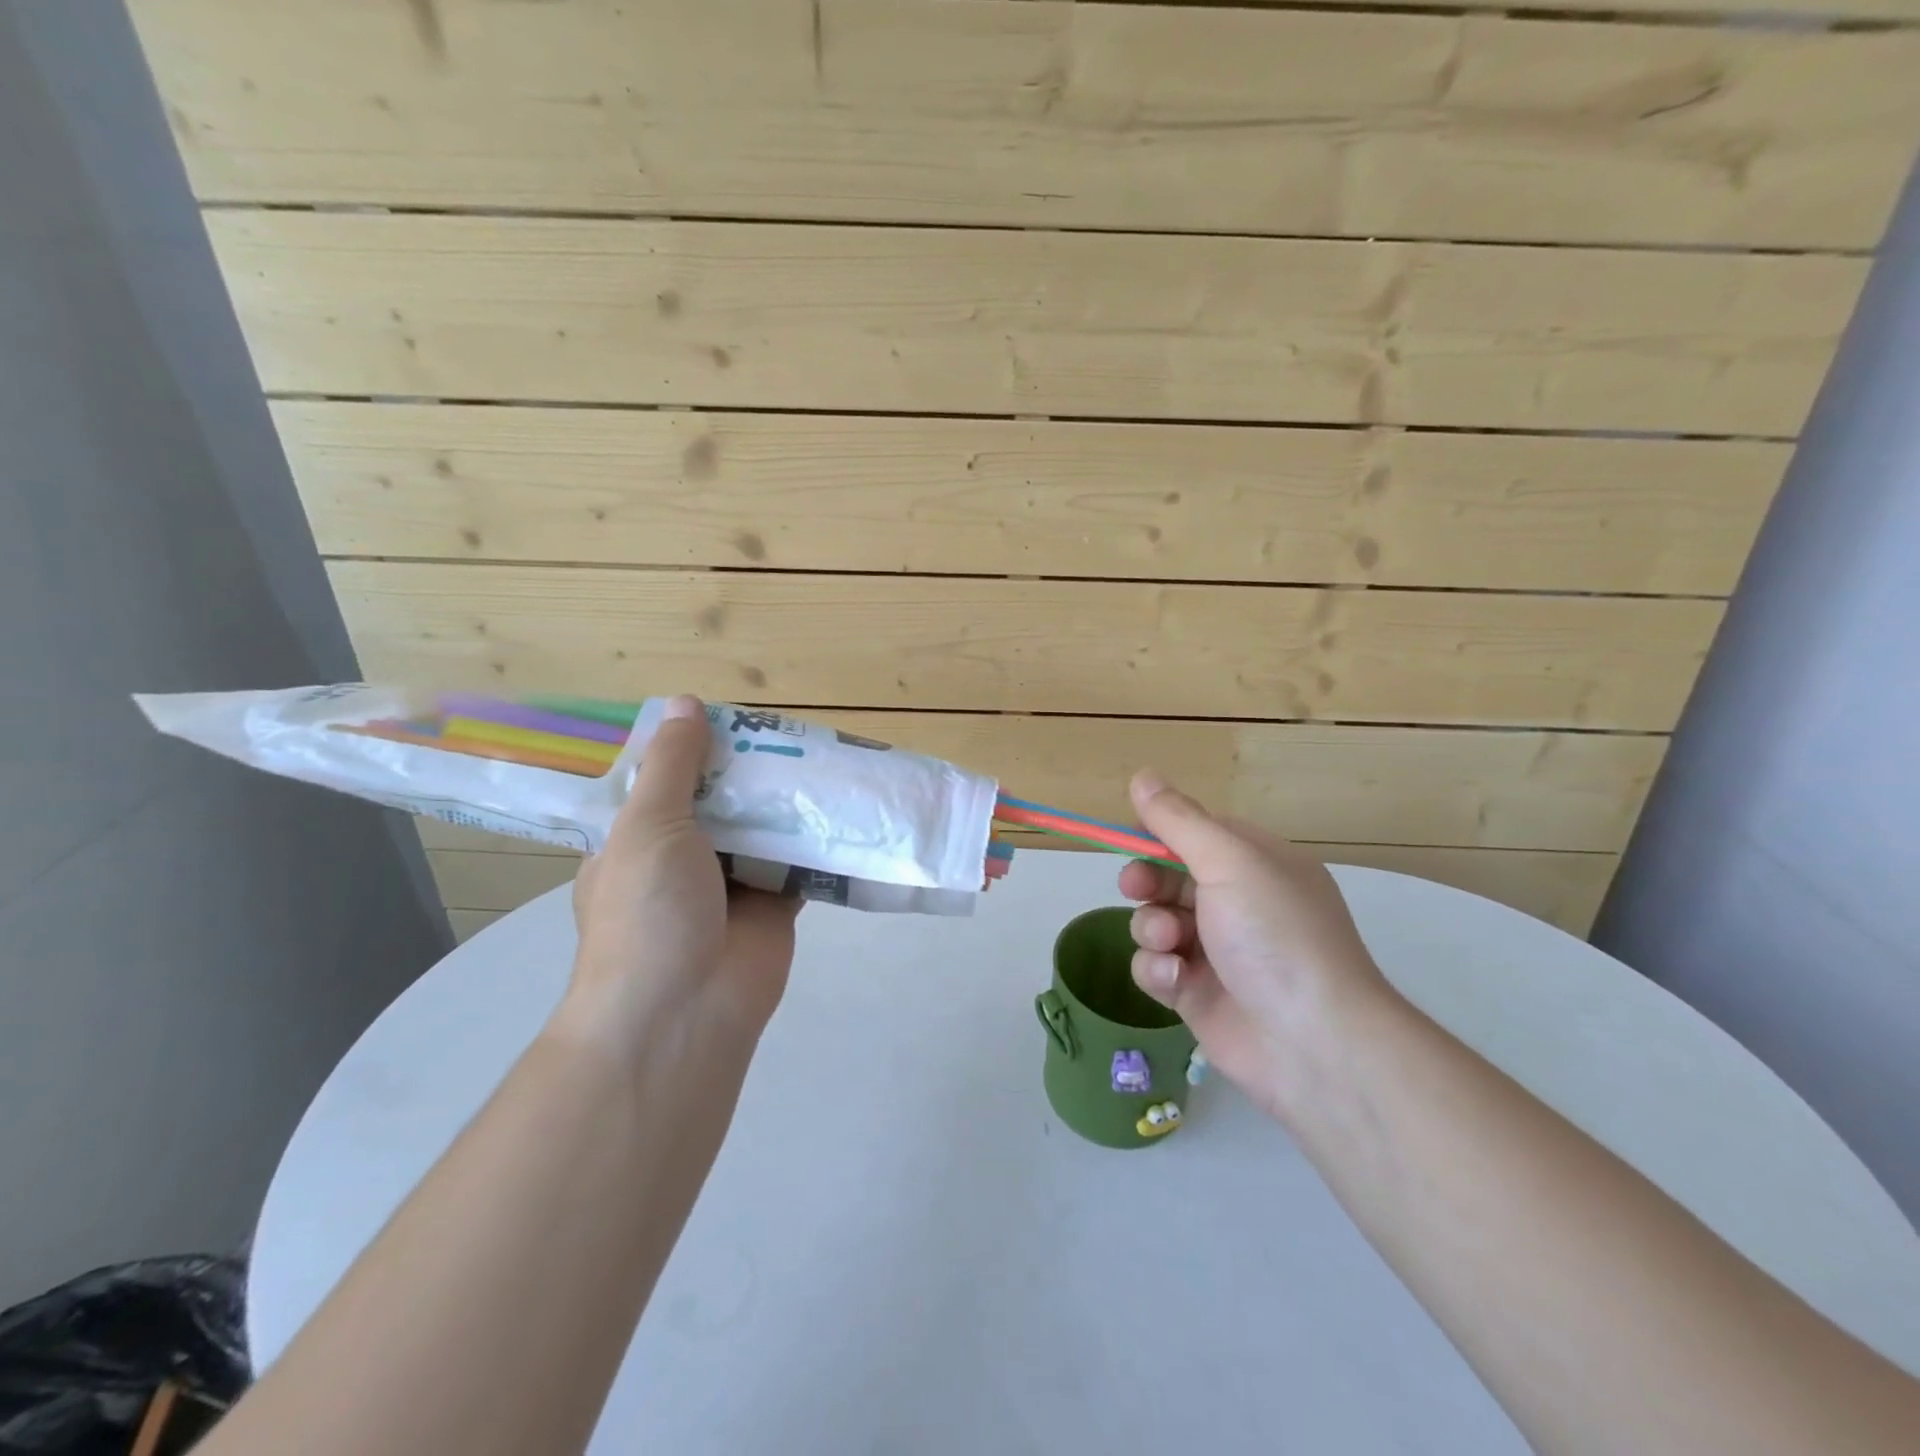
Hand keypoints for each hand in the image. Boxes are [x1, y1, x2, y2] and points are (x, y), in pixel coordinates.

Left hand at [557, 695, 800, 1062]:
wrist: (684, 1011)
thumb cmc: (648, 911)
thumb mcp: (647, 825)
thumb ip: (673, 766)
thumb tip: (683, 702)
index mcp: (639, 839)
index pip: (667, 781)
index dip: (697, 748)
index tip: (733, 717)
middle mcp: (684, 858)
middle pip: (723, 801)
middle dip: (752, 771)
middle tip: (793, 731)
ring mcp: (732, 883)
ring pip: (764, 828)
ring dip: (788, 801)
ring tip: (825, 755)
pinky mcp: (775, 904)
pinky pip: (799, 861)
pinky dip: (818, 840)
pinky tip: (844, 806)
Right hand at [1119, 771, 1395, 1123]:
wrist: (1313, 1043)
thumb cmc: (1275, 935)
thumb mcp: (1229, 862)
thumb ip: (1179, 820)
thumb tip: (1142, 775)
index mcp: (1257, 865)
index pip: (1196, 833)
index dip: (1160, 834)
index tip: (1132, 837)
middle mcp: (1238, 904)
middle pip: (1168, 877)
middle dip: (1147, 882)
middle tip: (1136, 888)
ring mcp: (1216, 951)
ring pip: (1155, 922)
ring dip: (1152, 928)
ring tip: (1171, 945)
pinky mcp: (1196, 994)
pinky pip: (1156, 967)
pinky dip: (1158, 970)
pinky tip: (1175, 980)